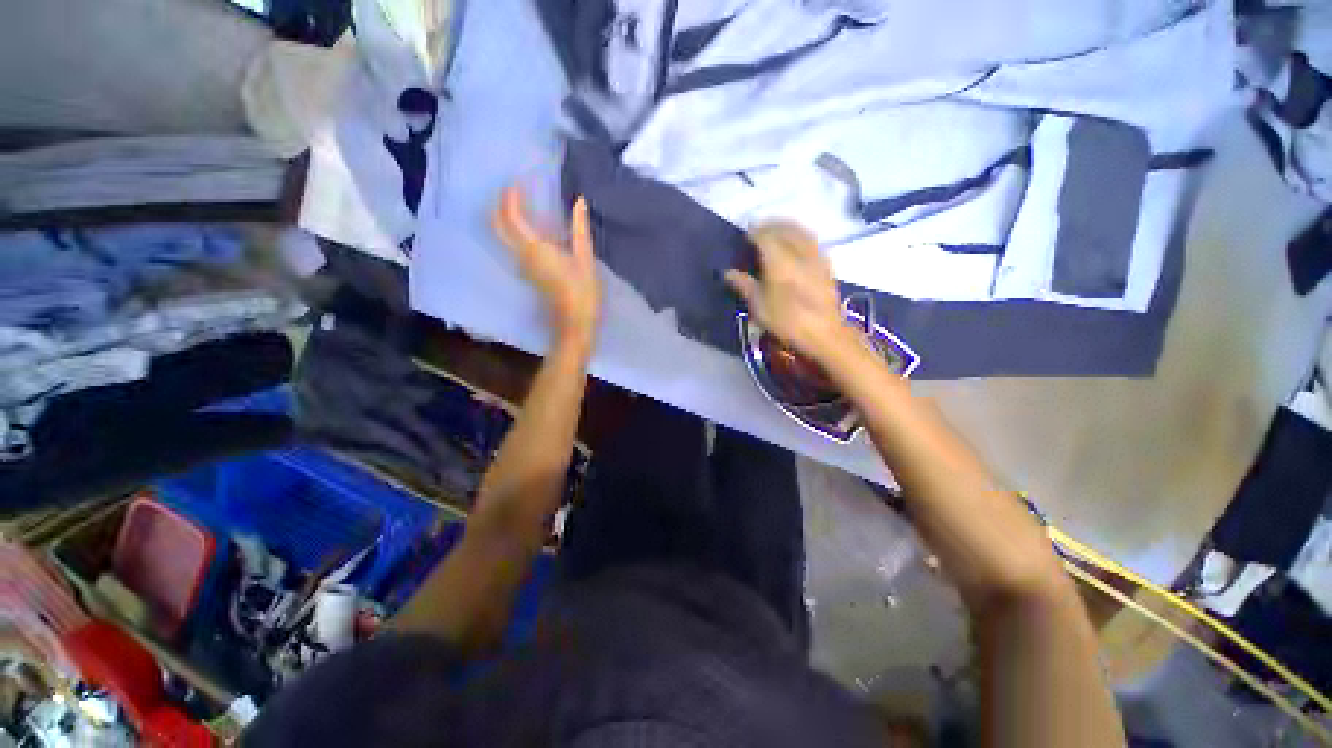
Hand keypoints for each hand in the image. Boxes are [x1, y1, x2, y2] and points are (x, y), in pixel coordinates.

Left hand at [492, 186, 600, 347]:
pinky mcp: (529, 273)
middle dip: (501, 205)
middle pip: (498, 226)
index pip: (511, 216)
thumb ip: (580, 229)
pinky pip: (515, 246)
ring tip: (525, 205)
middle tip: (514, 192)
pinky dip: (517, 231)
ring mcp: (523, 266)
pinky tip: (535, 229)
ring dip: (507, 218)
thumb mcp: (585, 258)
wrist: (575, 323)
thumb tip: (579, 201)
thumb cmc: (582, 291)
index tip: (518, 182)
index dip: (510, 197)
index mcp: (534, 248)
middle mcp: (521, 255)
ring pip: (504, 236)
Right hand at [725, 222, 856, 365]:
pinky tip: (796, 247)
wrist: (825, 334)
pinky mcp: (826, 265)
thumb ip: (744, 285)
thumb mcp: (759, 307)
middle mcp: (799, 251)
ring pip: (800, 231)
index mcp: (779, 260)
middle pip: (784, 228)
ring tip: (776, 234)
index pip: (765, 235)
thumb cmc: (787, 321)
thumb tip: (728, 273)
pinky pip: (811, 241)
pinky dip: (800, 236)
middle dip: (770, 226)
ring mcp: (816, 256)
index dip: (754, 232)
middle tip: (758, 231)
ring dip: (787, 228)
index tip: (745, 234)